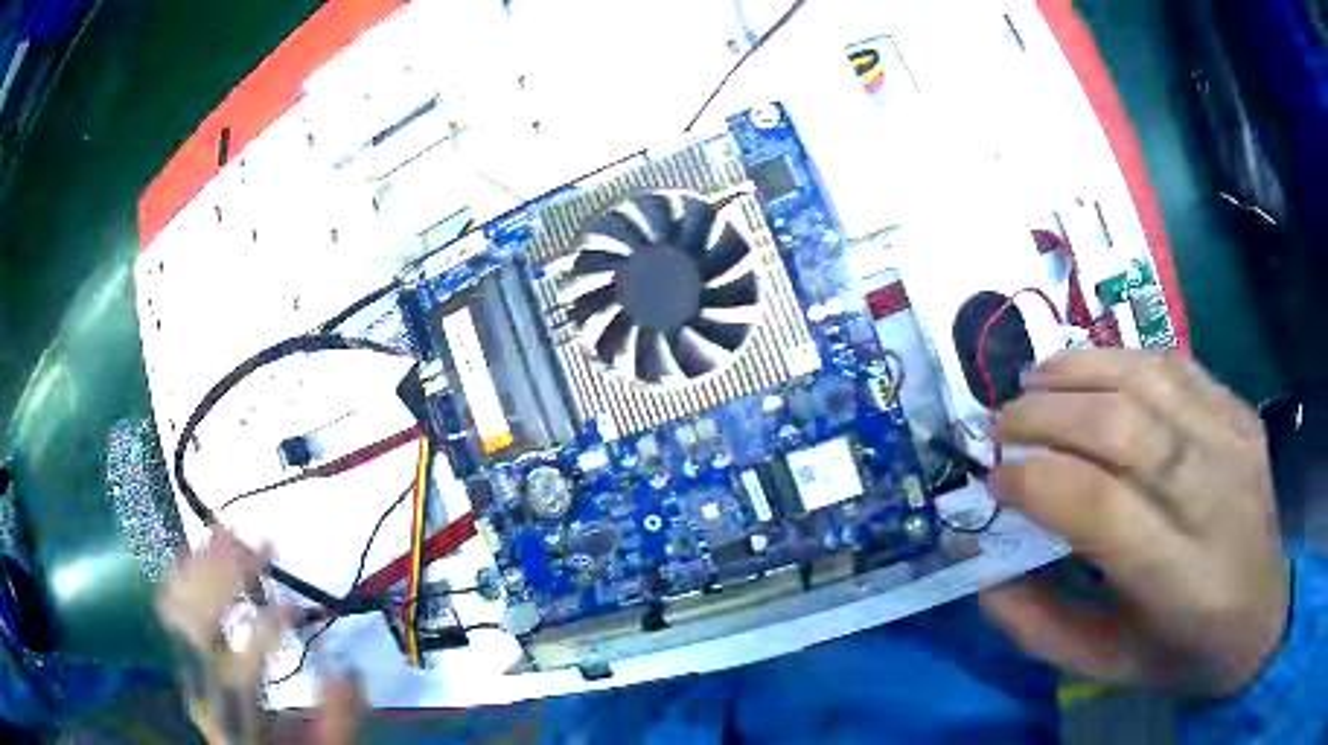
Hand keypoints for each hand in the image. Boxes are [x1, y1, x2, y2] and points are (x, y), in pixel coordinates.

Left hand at [157, 531, 365, 743]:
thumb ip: (338, 718)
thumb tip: (346, 670)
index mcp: (235, 712)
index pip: (243, 663)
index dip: (266, 630)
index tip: (293, 608)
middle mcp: (202, 682)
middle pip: (202, 621)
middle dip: (228, 576)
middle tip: (260, 542)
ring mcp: (186, 662)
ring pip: (183, 602)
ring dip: (206, 565)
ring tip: (233, 534)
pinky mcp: (182, 647)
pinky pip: (172, 600)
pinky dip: (185, 572)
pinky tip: (199, 549)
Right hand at [980, 350, 1288, 698]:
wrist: (1263, 620)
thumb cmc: (1186, 656)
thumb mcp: (1109, 669)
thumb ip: (1042, 628)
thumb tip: (987, 575)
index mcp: (1183, 583)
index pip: (1101, 507)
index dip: (1038, 481)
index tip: (994, 479)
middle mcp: (1217, 500)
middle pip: (1126, 427)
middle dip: (1049, 415)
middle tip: (1001, 423)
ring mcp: (1237, 445)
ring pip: (1152, 380)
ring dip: (1082, 370)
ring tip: (1033, 379)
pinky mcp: (1244, 415)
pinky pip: (1180, 367)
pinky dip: (1125, 360)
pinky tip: (1093, 371)